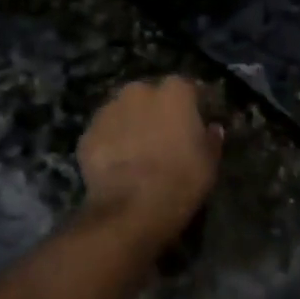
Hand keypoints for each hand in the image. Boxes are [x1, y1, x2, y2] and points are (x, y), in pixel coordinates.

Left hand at [77, 77, 222, 240]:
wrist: (131, 210)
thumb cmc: (181, 180)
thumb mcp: (210, 163)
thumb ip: (211, 139)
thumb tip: (211, 128)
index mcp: (174, 92)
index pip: (187, 88)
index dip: (191, 106)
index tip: (194, 122)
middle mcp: (139, 91)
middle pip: (150, 96)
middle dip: (155, 111)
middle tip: (163, 137)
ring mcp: (108, 110)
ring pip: (123, 112)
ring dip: (130, 124)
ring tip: (136, 152)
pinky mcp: (87, 133)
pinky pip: (104, 133)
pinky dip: (110, 143)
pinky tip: (117, 165)